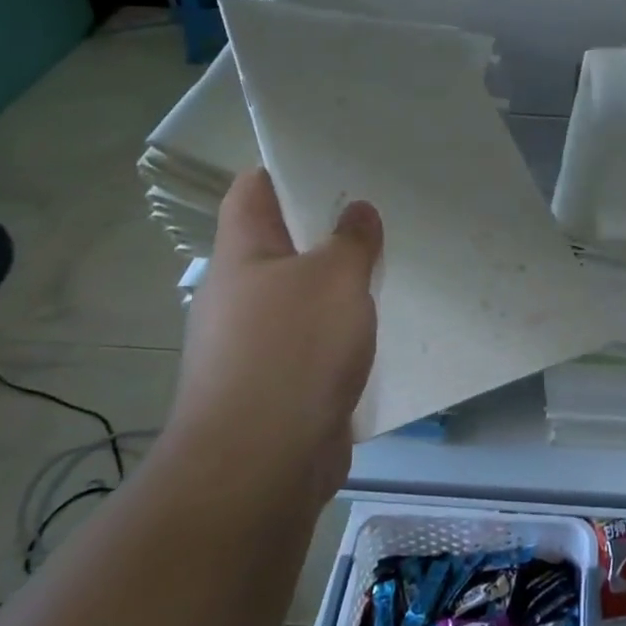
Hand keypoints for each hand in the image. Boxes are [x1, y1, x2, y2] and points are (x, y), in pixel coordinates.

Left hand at [163, 168, 381, 511]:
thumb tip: (357, 211)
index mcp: (242, 256)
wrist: (259, 467)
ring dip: (337, 284)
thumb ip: (351, 240)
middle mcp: (239, 295)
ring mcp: (252, 344)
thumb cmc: (293, 350)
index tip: (329, 158)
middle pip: (280, 243)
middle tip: (375, 211)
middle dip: (324, 228)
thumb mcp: (335, 279)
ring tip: (386, 264)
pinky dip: (340, 332)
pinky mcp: (274, 386)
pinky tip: (377, 328)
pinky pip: (312, 343)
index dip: (283, 169)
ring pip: (300, 296)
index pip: (252, 191)